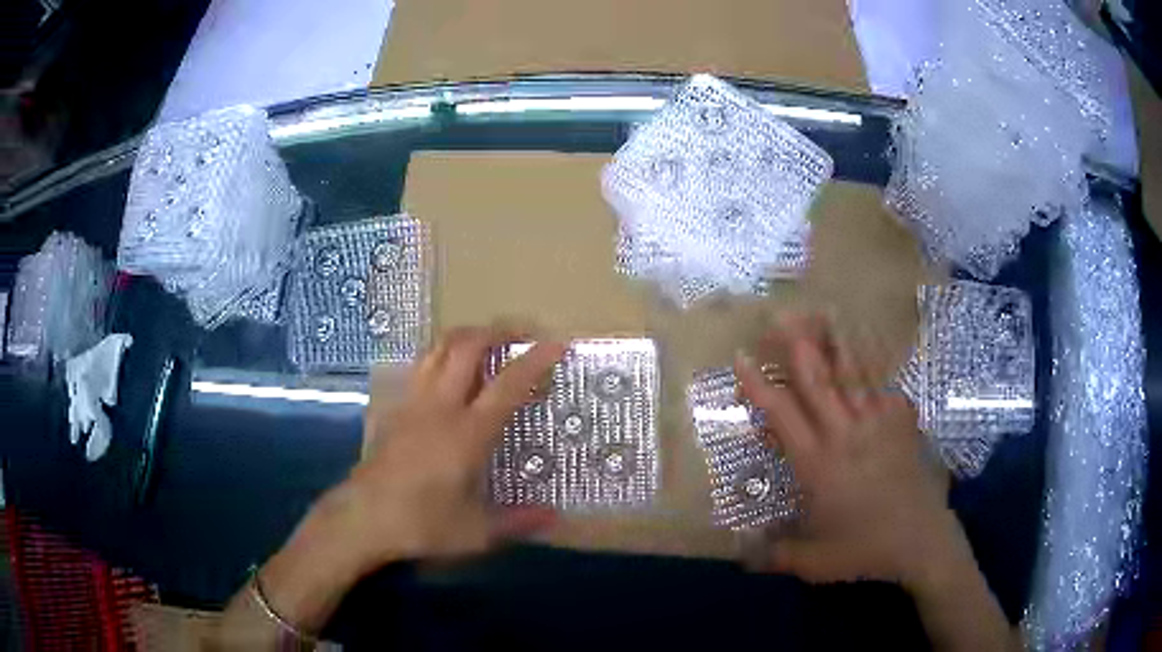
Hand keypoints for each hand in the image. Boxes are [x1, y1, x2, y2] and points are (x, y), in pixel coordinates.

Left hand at [338, 327, 566, 568]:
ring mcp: (414, 403)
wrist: (362, 518)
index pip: (508, 385)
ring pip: (439, 348)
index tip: (558, 344)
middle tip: (523, 334)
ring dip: (467, 337)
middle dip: (498, 331)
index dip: (535, 360)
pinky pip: (421, 366)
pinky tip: (450, 373)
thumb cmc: (421, 524)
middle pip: (468, 346)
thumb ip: (518, 521)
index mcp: (467, 433)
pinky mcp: (395, 409)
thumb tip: (555, 517)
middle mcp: (440, 407)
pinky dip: (442, 355)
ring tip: (489, 343)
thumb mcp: (476, 532)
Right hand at [735, 314, 957, 587]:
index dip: (758, 385)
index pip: (780, 414)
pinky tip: (869, 343)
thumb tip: (739, 554)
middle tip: (778, 315)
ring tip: (823, 310)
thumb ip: (774, 555)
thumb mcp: (813, 562)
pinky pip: (886, 383)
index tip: (742, 358)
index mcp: (816, 464)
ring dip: (835, 340)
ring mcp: (877, 423)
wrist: (920, 540)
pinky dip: (876, 360)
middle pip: (816, 379)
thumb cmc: (865, 550)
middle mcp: (843, 434)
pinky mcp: (902, 423)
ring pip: (852, 372)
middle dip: (795, 344)